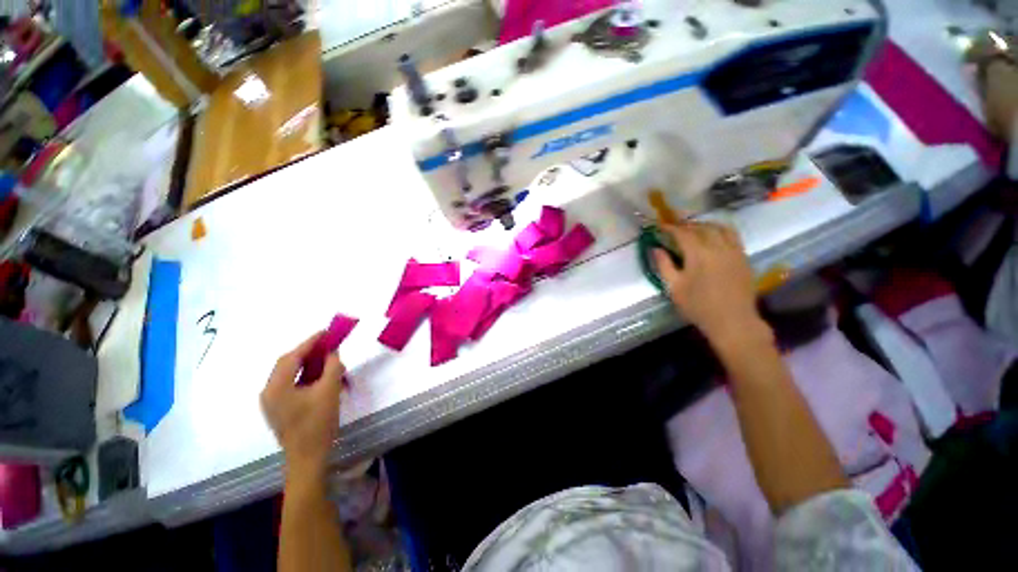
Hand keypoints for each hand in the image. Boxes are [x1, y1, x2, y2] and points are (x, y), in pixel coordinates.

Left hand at [261, 333, 344, 474]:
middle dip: (308, 352)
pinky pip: (291, 384)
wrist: (308, 457)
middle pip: (287, 364)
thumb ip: (332, 367)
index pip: (292, 357)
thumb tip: (333, 352)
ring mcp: (271, 402)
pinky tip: (319, 376)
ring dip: (307, 364)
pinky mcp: (279, 409)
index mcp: (276, 387)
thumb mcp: (329, 391)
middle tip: (328, 344)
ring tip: (327, 358)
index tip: (327, 332)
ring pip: (289, 374)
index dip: (310, 342)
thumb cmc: (318, 423)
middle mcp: (268, 392)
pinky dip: (305, 376)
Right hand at [653, 220, 767, 349]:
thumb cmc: (698, 306)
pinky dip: (721, 231)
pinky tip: (715, 237)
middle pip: (702, 227)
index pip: (683, 233)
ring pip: (720, 228)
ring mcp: (734, 251)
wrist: (732, 320)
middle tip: (675, 228)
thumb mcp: (674, 288)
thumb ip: (664, 265)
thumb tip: (656, 249)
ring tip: (695, 229)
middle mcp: (718, 247)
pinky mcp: (743, 257)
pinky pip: (733, 236)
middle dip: (687, 225)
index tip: (661, 226)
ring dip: (705, 224)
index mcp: (698, 254)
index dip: (670, 228)